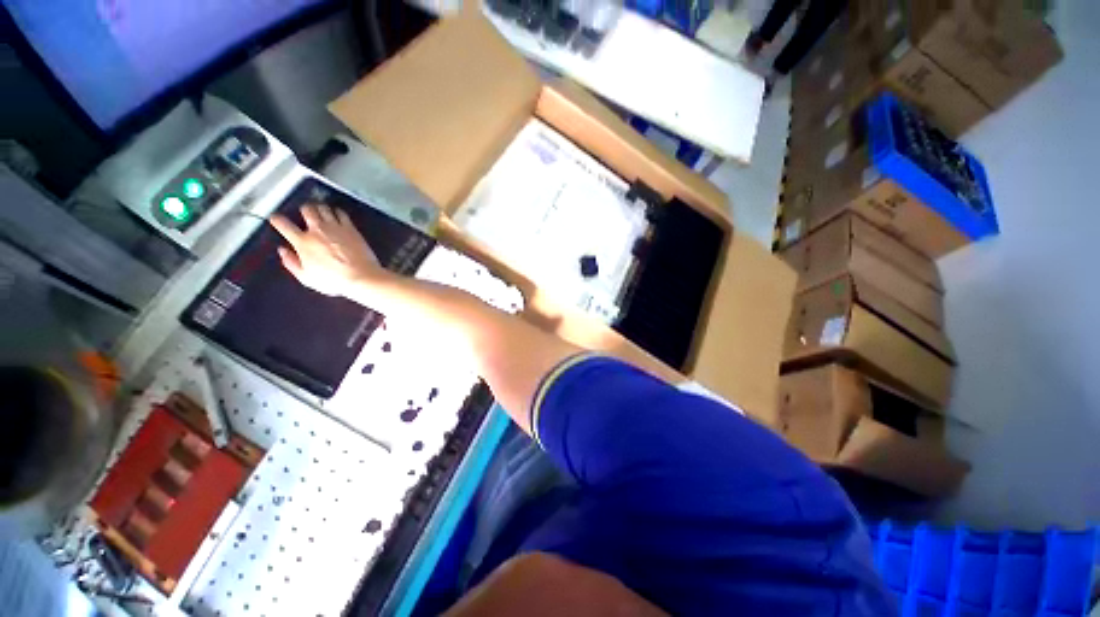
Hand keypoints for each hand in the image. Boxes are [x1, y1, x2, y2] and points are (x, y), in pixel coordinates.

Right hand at [269, 204, 386, 297]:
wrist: (362, 277)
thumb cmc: (334, 281)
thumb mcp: (307, 278)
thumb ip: (292, 263)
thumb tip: (283, 251)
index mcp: (303, 242)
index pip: (283, 224)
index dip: (276, 219)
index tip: (276, 219)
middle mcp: (318, 230)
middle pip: (306, 209)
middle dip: (303, 210)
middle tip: (305, 214)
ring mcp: (336, 227)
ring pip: (323, 208)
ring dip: (319, 208)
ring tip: (321, 213)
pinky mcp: (351, 228)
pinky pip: (341, 213)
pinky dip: (336, 211)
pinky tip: (337, 216)